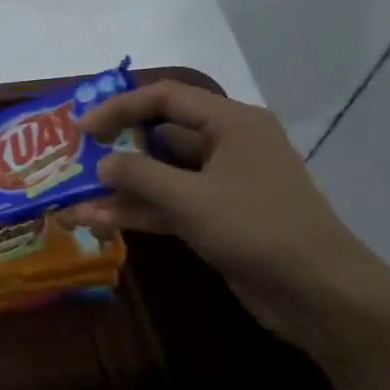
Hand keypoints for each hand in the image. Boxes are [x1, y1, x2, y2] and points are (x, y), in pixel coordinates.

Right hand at [67, 80, 389, 349]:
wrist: (316, 291)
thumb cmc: (257, 227)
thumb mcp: (191, 198)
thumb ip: (140, 176)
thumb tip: (101, 164)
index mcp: (231, 123)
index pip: (166, 98)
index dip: (120, 108)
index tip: (82, 128)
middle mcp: (226, 146)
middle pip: (160, 136)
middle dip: (116, 149)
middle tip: (74, 159)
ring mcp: (220, 184)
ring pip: (160, 176)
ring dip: (119, 188)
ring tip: (73, 200)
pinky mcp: (215, 218)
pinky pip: (168, 205)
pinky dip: (136, 212)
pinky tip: (96, 221)